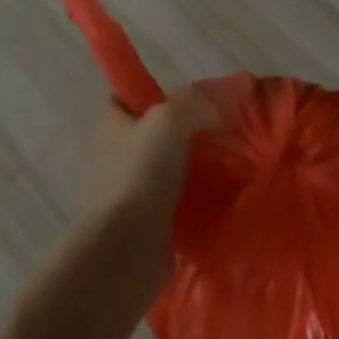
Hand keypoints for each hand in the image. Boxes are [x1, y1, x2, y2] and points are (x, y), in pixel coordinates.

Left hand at [80, 87, 217, 292]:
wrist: (128, 247)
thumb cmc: (141, 175)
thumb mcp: (168, 121)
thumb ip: (193, 103)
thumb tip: (215, 109)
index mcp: (112, 126)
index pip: (122, 97)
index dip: (147, 91)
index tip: (184, 99)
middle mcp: (115, 154)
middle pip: (149, 133)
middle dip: (181, 131)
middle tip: (218, 131)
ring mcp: (129, 190)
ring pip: (164, 167)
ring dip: (191, 167)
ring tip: (227, 163)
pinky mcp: (145, 220)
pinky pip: (173, 200)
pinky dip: (193, 198)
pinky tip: (219, 196)